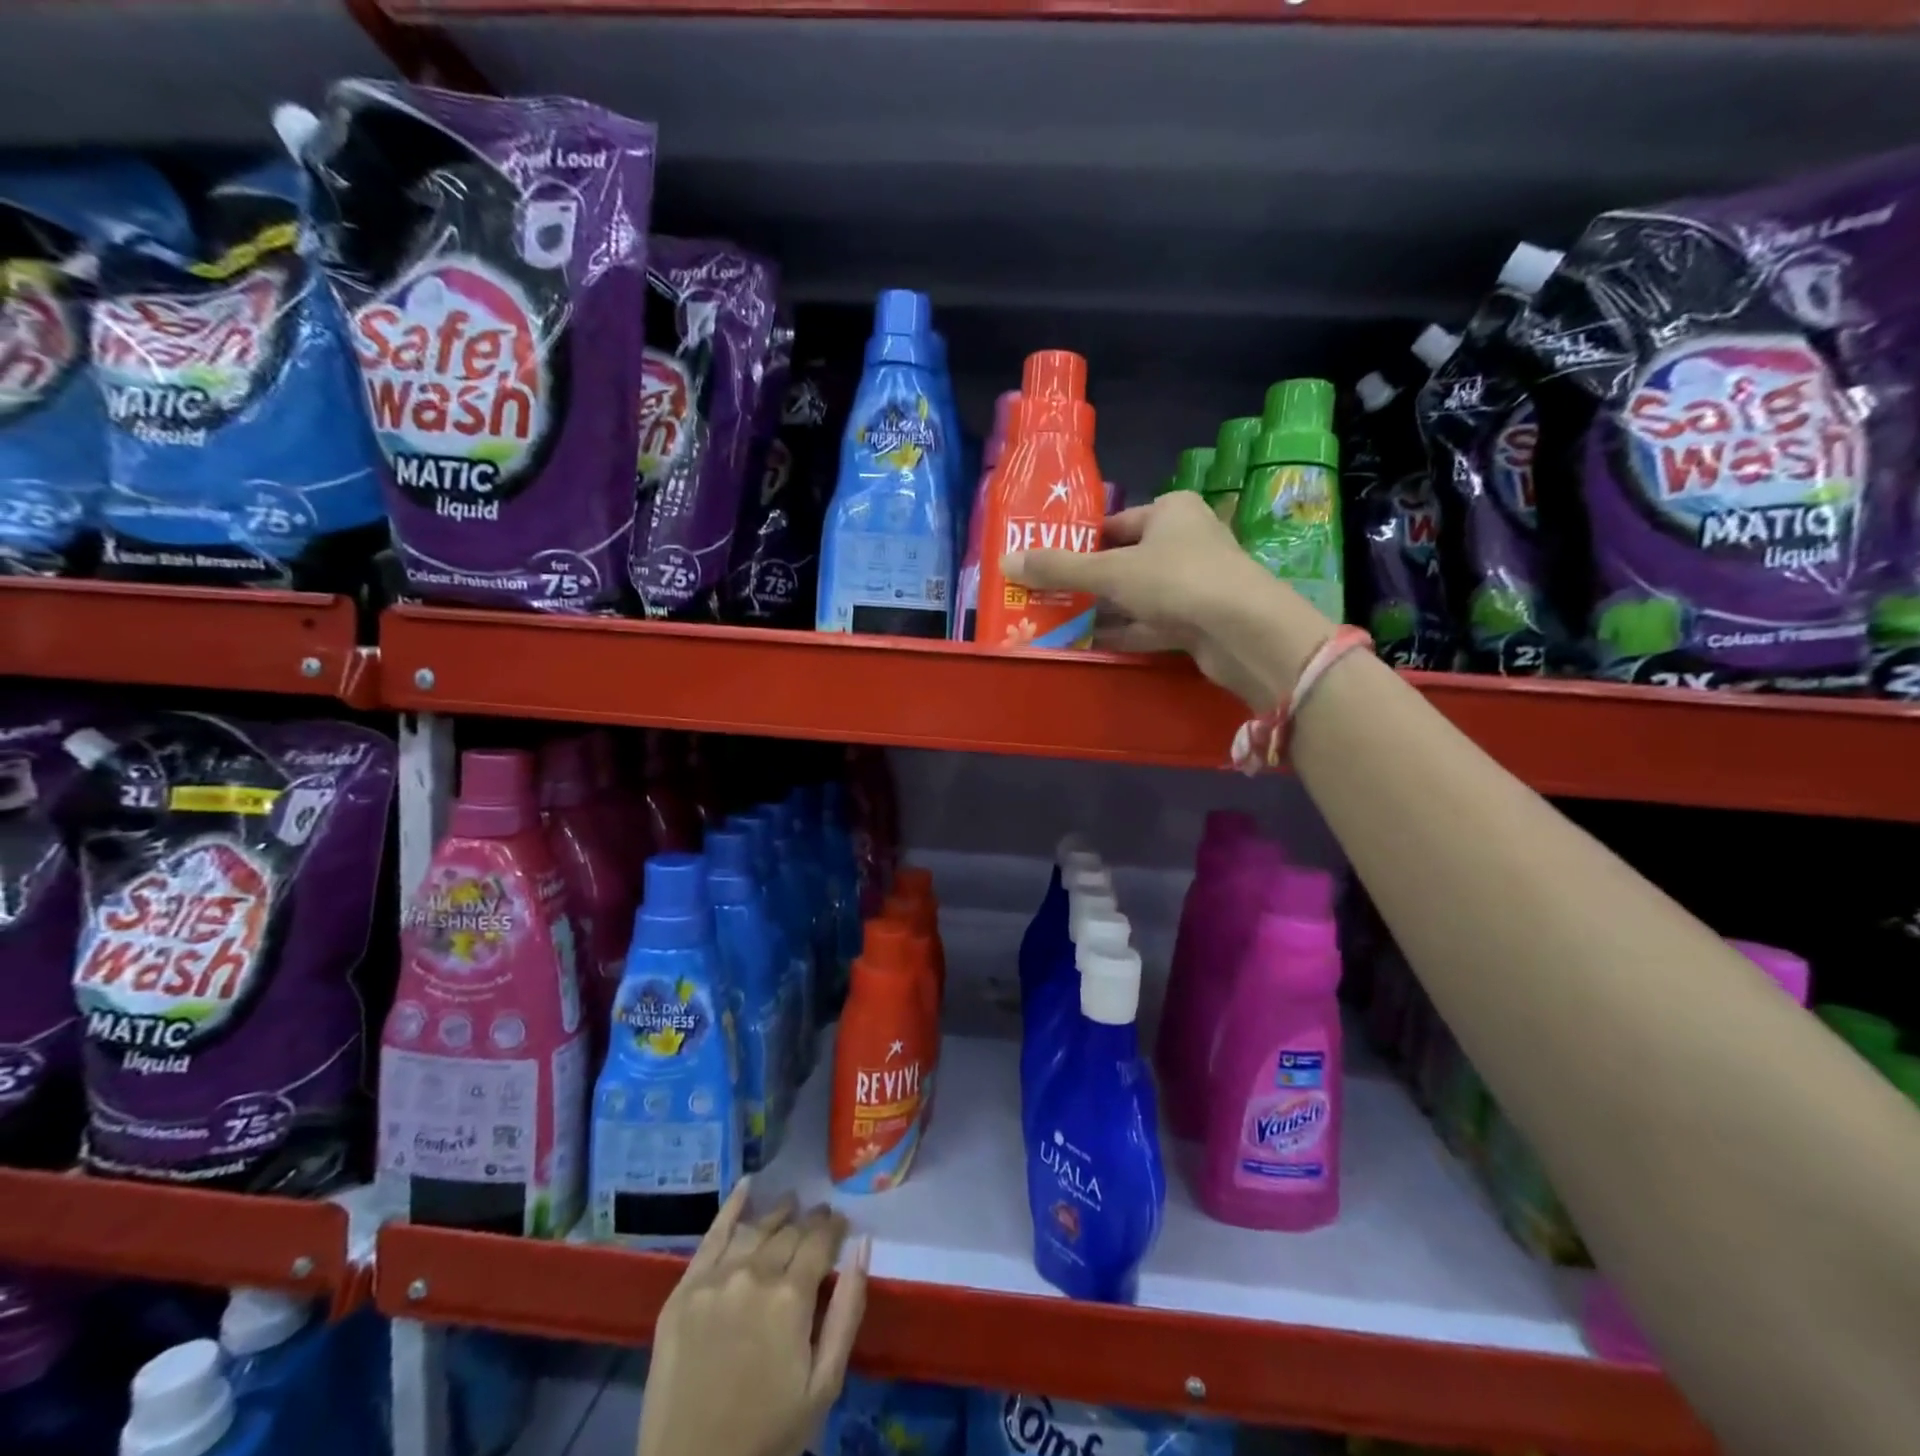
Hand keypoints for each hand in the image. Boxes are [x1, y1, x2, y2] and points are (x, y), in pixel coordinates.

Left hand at [638, 1181, 870, 1455]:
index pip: (820, 1241)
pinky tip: (747, 1186)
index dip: (833, 1227)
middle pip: (788, 1233)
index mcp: (791, 1297)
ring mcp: (714, 1280)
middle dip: (808, 1222)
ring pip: (755, 1230)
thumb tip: (863, 1246)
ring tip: (790, 1205)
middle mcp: (753, 1275)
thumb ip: (848, 1311)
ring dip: (776, 1215)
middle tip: (818, 1217)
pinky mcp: (683, 1291)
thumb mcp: (824, 1385)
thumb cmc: (768, 1435)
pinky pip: (711, 1236)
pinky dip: (732, 1207)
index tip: (841, 1223)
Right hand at [1000, 490, 1331, 710]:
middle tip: (1044, 597)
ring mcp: (1194, 583)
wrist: (1243, 632)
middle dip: (1086, 582)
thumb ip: (1059, 568)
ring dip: (1102, 610)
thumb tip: (1006, 561)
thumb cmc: (1177, 580)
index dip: (1079, 543)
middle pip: (1124, 561)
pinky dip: (1124, 632)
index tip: (1046, 563)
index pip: (1114, 524)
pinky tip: (1090, 643)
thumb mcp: (1110, 571)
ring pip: (1137, 595)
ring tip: (1058, 622)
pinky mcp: (1198, 621)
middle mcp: (1186, 541)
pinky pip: (1151, 623)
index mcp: (1171, 511)